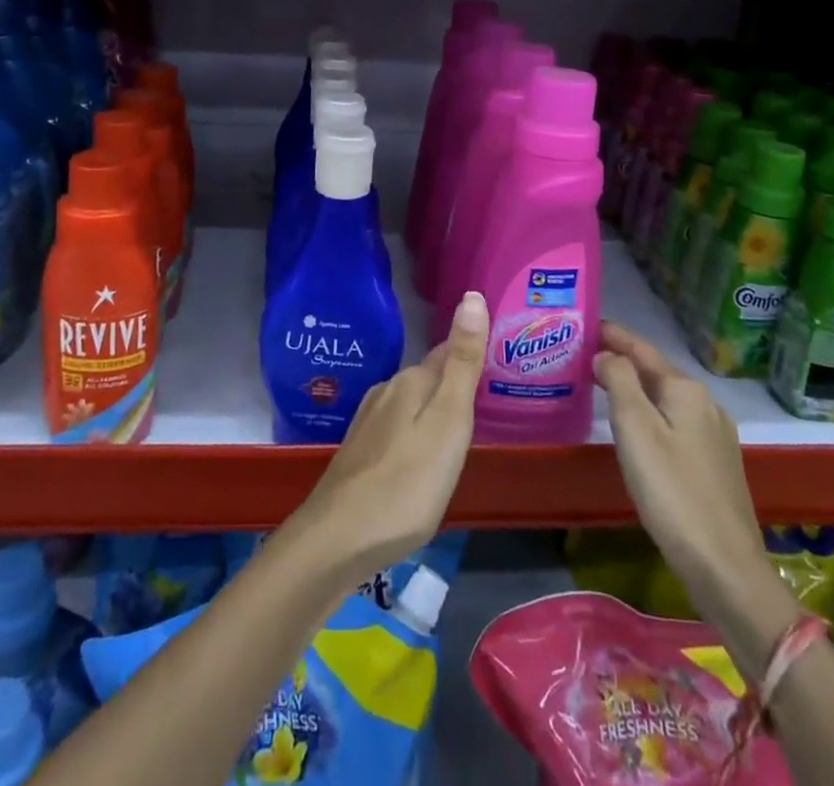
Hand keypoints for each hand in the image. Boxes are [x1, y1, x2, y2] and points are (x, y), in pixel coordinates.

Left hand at [288, 290, 489, 585]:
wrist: (338, 539)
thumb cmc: (406, 483)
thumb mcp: (448, 421)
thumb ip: (462, 363)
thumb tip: (471, 295)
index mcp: (411, 382)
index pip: (448, 353)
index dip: (470, 353)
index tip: (495, 356)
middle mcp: (386, 392)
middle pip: (429, 378)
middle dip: (453, 381)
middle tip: (486, 394)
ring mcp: (368, 423)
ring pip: (411, 404)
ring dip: (433, 409)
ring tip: (459, 427)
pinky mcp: (360, 453)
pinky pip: (397, 429)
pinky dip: (415, 433)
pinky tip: (420, 457)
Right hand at [593, 322, 768, 596]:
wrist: (726, 568)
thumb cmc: (673, 491)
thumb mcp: (636, 429)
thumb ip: (619, 382)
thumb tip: (607, 355)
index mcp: (686, 391)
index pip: (643, 349)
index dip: (614, 336)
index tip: (587, 324)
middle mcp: (706, 406)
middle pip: (657, 373)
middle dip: (624, 361)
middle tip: (586, 355)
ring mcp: (715, 437)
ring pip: (667, 400)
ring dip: (636, 389)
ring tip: (604, 387)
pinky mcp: (715, 466)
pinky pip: (675, 424)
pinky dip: (651, 414)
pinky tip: (637, 429)